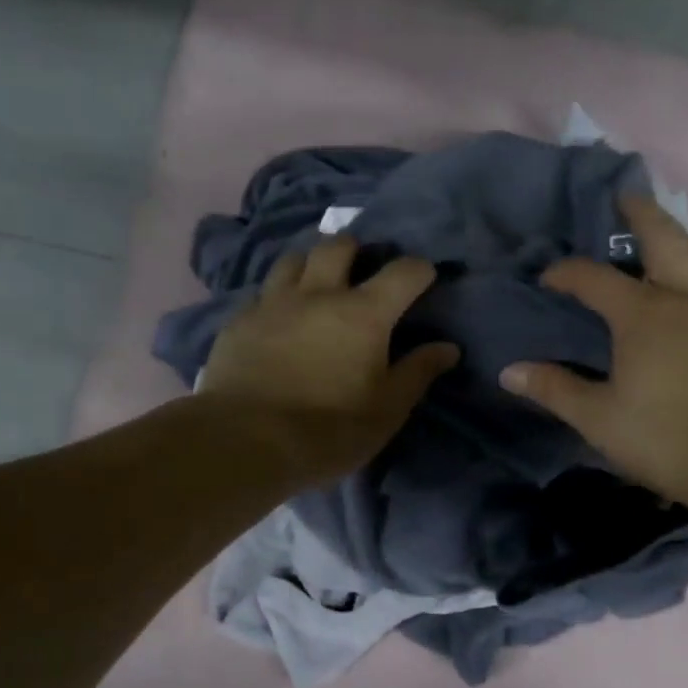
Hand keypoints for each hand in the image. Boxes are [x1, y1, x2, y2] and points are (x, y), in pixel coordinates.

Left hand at [199, 236, 459, 485]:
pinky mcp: (239, 321)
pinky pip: (262, 292)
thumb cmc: (329, 430)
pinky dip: (277, 297)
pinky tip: (277, 319)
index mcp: (364, 313)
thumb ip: (417, 373)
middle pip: (338, 246)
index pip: (403, 272)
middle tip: (360, 272)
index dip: (420, 270)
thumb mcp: (386, 411)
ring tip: (315, 286)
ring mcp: (273, 303)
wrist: (246, 441)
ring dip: (310, 265)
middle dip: (356, 250)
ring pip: (293, 259)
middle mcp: (319, 294)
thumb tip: (448, 348)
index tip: (424, 279)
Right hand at [500, 194, 687, 511]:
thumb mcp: (597, 417)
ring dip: (683, 238)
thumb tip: (510, 372)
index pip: (594, 278)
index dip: (566, 273)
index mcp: (642, 314)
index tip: (547, 279)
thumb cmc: (663, 437)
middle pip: (665, 236)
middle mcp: (684, 299)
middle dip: (640, 213)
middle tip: (623, 199)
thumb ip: (554, 389)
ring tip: (667, 241)